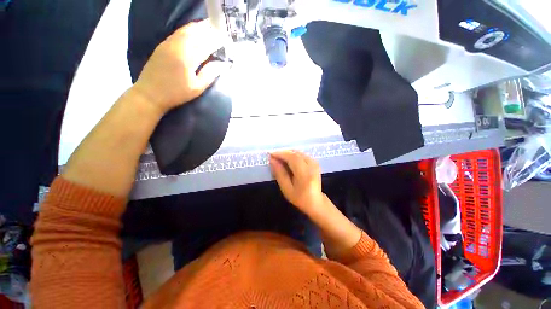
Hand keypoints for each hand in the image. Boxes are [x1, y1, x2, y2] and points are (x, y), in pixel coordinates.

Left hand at [133, 19, 228, 113]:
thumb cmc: (177, 93)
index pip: (206, 45)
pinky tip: (192, 31)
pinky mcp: (162, 45)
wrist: (150, 93)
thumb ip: (209, 74)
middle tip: (218, 29)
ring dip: (197, 27)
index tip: (225, 39)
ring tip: (207, 27)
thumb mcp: (197, 88)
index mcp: (188, 58)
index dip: (216, 41)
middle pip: (195, 33)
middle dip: (208, 30)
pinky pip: (177, 33)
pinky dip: (187, 29)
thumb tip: (222, 64)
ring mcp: (168, 44)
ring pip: (185, 30)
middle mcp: (178, 46)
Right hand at [270, 150, 324, 215]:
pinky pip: (302, 154)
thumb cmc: (299, 198)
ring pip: (298, 152)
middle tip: (273, 156)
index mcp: (305, 174)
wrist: (315, 201)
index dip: (281, 154)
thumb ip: (279, 173)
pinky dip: (293, 155)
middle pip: (296, 153)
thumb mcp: (286, 188)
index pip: (293, 158)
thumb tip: (272, 160)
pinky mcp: (315, 162)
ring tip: (279, 158)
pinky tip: (287, 160)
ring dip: (288, 153)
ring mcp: (315, 163)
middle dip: (283, 153)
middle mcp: (312, 166)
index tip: (271, 154)